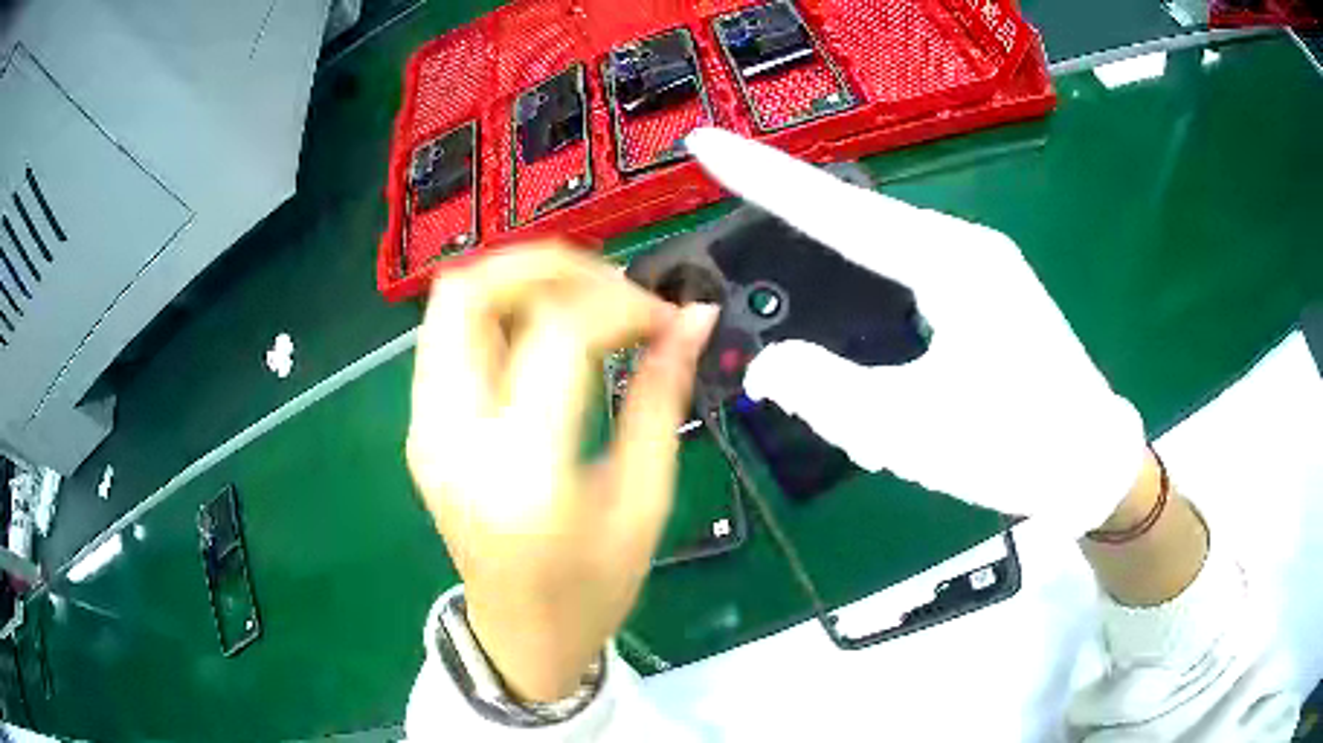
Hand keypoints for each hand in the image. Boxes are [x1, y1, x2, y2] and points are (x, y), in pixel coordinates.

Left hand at [406, 245, 716, 701]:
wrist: (520, 636)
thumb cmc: (593, 589)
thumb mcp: (644, 501)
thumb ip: (662, 398)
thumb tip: (694, 319)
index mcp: (522, 472)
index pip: (558, 335)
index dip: (619, 304)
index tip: (663, 317)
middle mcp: (453, 438)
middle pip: (470, 294)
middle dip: (543, 264)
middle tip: (608, 281)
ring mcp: (424, 431)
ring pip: (449, 305)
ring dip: (516, 283)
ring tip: (580, 302)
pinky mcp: (420, 430)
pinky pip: (447, 338)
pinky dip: (496, 314)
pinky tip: (544, 336)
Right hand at [686, 128, 1146, 535]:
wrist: (1089, 461)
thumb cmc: (1016, 445)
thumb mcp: (914, 431)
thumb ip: (829, 394)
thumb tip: (767, 367)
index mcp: (951, 262)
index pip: (837, 210)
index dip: (763, 175)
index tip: (705, 143)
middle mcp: (962, 247)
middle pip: (855, 222)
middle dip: (792, 226)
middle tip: (733, 228)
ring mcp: (976, 266)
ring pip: (881, 257)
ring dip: (834, 281)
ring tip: (797, 311)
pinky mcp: (981, 292)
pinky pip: (906, 280)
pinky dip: (868, 303)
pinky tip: (859, 342)